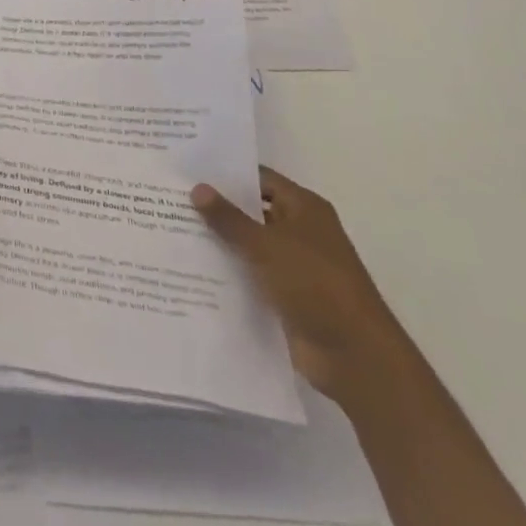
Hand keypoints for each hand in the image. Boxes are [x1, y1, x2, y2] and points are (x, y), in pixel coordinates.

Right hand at [192, 168, 411, 404]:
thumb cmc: (315, 284)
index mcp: (304, 208)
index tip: (188, 169)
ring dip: (220, 241)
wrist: (354, 356)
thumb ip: (229, 218)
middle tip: (171, 198)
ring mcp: (294, 265)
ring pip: (249, 244)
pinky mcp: (285, 295)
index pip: (259, 179)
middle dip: (217, 207)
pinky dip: (228, 271)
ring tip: (173, 229)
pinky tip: (192, 267)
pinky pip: (250, 274)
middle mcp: (300, 231)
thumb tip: (197, 188)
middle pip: (252, 211)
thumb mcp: (266, 245)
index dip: (226, 174)